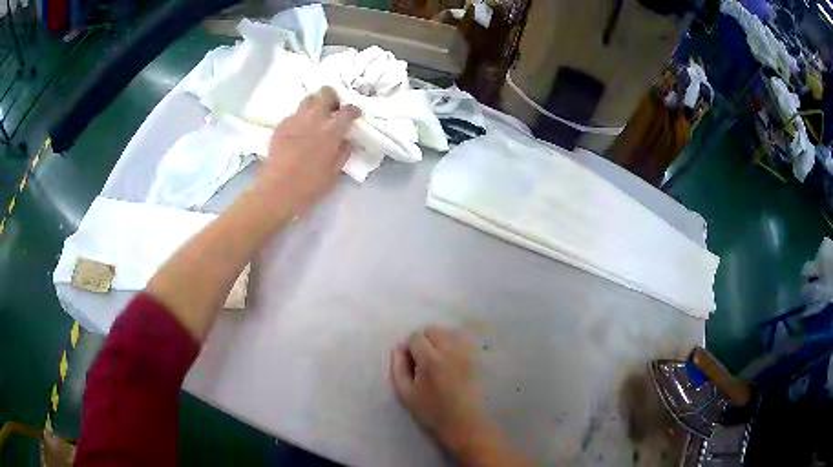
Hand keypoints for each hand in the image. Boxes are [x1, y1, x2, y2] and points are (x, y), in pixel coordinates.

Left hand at [256, 86, 360, 214]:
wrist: (277, 189)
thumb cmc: (310, 185)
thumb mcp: (334, 173)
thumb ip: (343, 153)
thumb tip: (346, 141)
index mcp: (332, 130)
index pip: (348, 110)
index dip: (353, 110)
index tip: (354, 114)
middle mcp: (315, 118)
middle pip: (325, 93)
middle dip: (332, 97)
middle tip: (333, 109)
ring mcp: (296, 120)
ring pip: (308, 99)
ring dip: (314, 104)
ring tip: (315, 117)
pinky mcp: (281, 126)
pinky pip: (293, 115)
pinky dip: (299, 119)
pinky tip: (298, 132)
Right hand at [390, 326, 487, 449]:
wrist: (465, 422)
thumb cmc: (432, 411)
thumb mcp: (405, 394)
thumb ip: (398, 367)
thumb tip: (398, 348)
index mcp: (430, 359)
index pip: (415, 337)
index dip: (410, 348)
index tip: (412, 363)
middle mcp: (450, 349)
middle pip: (433, 330)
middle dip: (425, 341)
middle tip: (425, 361)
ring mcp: (467, 352)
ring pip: (449, 332)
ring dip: (441, 341)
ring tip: (440, 360)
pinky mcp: (479, 356)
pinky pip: (465, 339)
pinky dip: (456, 344)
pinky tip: (455, 360)